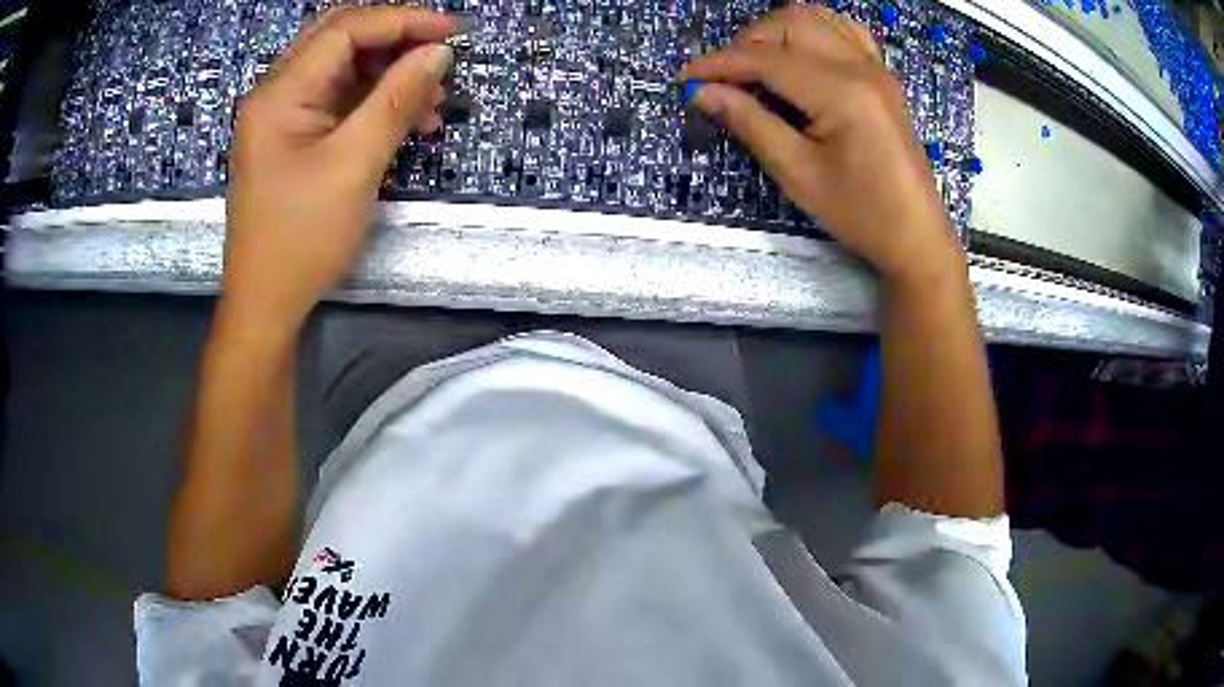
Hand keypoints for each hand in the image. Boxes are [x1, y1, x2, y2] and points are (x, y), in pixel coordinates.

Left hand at [221, 6, 459, 333]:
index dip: (404, 20)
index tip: (454, 33)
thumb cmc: (302, 239)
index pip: (346, 29)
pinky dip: (374, 101)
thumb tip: (438, 53)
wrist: (266, 302)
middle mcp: (276, 93)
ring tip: (432, 101)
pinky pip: (338, 100)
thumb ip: (396, 99)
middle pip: (341, 37)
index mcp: (279, 94)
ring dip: (389, 73)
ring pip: (343, 68)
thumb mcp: (354, 165)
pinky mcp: (293, 137)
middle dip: (395, 38)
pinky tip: (407, 121)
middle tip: (440, 53)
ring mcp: (282, 116)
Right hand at [681, 7, 962, 284]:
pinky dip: (811, 31)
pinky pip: (843, 30)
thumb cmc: (860, 213)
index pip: (767, 59)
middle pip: (790, 24)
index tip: (686, 77)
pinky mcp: (882, 76)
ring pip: (815, 19)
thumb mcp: (799, 175)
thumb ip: (751, 124)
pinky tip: (798, 54)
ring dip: (776, 32)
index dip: (720, 64)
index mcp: (843, 92)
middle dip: (748, 42)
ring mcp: (876, 67)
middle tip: (725, 78)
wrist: (915, 234)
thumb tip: (704, 93)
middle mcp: (861, 67)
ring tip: (756, 66)